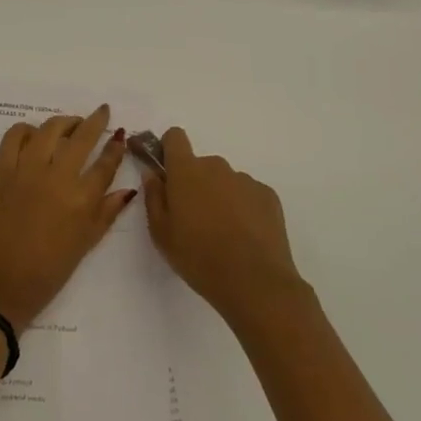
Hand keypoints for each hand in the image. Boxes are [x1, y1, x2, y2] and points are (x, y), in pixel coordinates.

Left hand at [0, 106, 138, 328]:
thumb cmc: (45, 276)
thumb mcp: (83, 247)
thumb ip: (106, 214)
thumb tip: (127, 191)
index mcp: (81, 201)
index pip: (105, 164)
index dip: (116, 147)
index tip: (121, 136)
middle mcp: (57, 178)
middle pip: (81, 138)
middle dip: (95, 121)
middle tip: (102, 112)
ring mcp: (27, 171)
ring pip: (50, 129)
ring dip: (64, 122)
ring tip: (71, 124)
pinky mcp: (2, 172)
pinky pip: (14, 137)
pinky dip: (25, 130)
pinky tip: (33, 135)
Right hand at [135, 128, 307, 330]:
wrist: (255, 282)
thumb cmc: (198, 257)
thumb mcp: (161, 233)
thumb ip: (153, 196)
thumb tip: (152, 173)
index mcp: (186, 171)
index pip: (175, 137)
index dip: (169, 149)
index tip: (168, 173)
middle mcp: (216, 166)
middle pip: (201, 165)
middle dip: (195, 184)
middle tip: (194, 219)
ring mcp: (245, 180)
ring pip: (225, 181)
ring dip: (220, 197)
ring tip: (223, 234)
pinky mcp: (268, 196)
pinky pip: (248, 194)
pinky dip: (243, 208)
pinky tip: (244, 237)